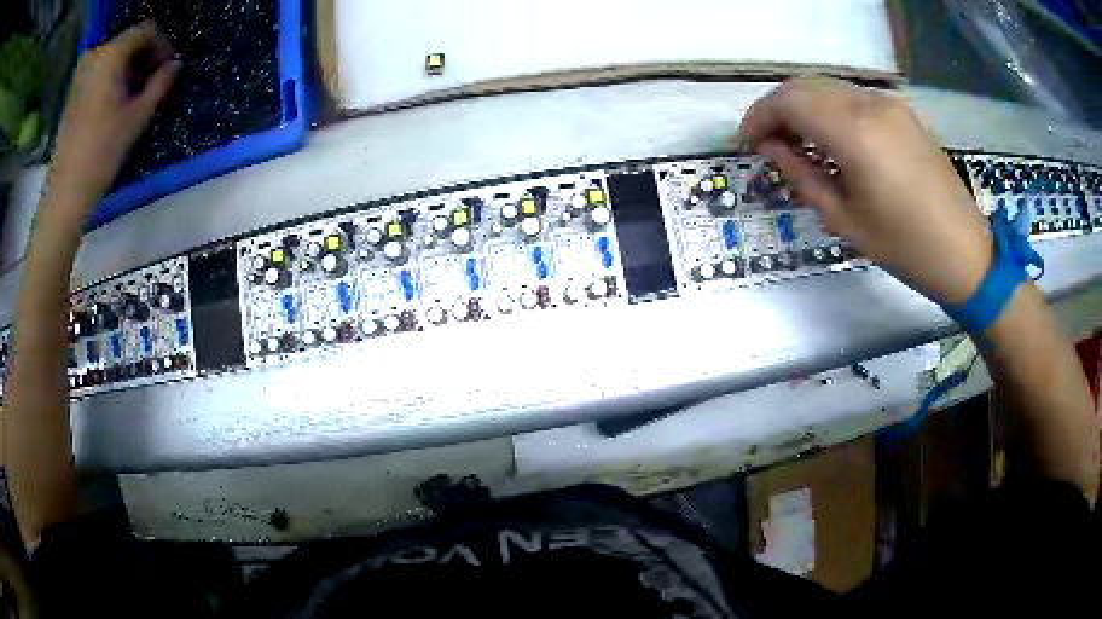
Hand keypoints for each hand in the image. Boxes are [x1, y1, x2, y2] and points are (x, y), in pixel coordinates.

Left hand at [48, 21, 179, 210]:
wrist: (66, 191)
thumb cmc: (102, 152)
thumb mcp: (138, 116)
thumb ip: (161, 83)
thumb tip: (174, 65)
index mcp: (112, 52)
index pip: (147, 30)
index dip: (162, 45)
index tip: (166, 69)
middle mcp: (96, 53)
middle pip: (129, 41)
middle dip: (143, 57)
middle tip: (150, 83)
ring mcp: (82, 71)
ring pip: (113, 55)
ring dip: (126, 68)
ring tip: (131, 95)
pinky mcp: (73, 89)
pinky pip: (99, 69)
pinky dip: (110, 77)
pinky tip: (113, 101)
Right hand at [738, 77, 992, 304]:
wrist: (964, 252)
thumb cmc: (904, 247)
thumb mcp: (844, 220)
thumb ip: (801, 175)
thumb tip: (770, 148)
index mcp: (855, 134)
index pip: (789, 102)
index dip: (759, 116)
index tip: (747, 141)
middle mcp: (870, 105)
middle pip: (805, 86)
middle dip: (777, 108)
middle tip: (767, 142)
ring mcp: (890, 104)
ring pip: (829, 87)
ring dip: (804, 106)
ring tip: (796, 141)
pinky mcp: (903, 111)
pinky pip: (854, 97)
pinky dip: (831, 108)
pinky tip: (831, 137)